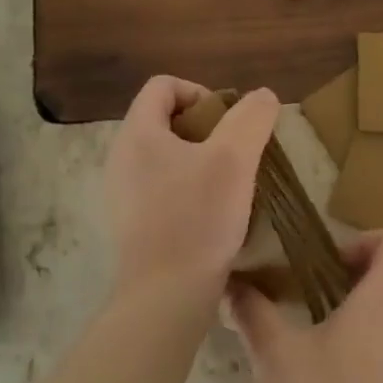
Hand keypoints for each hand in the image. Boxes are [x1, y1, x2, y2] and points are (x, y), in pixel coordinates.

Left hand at [103, 76, 280, 315]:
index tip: (229, 122)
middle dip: (205, 128)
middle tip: (235, 152)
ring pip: (165, 156)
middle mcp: (121, 158)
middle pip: (163, 119)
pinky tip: (213, 212)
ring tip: (229, 183)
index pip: (163, 86)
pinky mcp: (132, 223)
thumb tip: (262, 95)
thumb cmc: (198, 218)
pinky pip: (162, 186)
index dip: (200, 92)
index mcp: (137, 134)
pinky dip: (188, 187)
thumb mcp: (234, 159)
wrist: (167, 296)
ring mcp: (122, 193)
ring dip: (199, 159)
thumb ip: (251, 119)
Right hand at [229, 231, 382, 382]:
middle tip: (300, 288)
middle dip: (345, 272)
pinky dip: (355, 338)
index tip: (322, 262)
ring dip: (347, 306)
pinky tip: (315, 368)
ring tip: (300, 325)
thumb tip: (232, 284)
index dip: (363, 240)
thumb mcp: (275, 357)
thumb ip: (253, 312)